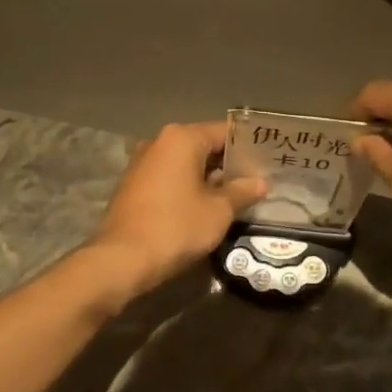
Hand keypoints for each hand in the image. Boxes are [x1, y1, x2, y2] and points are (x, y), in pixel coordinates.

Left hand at [91, 120, 265, 293]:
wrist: (122, 260)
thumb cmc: (176, 227)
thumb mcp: (218, 211)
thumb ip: (242, 191)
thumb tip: (260, 182)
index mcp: (181, 138)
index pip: (225, 132)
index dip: (249, 146)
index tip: (269, 160)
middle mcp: (159, 142)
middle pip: (204, 145)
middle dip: (229, 163)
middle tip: (258, 180)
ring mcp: (142, 163)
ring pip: (186, 163)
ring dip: (209, 177)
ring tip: (236, 195)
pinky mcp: (133, 185)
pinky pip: (170, 177)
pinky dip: (188, 187)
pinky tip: (205, 206)